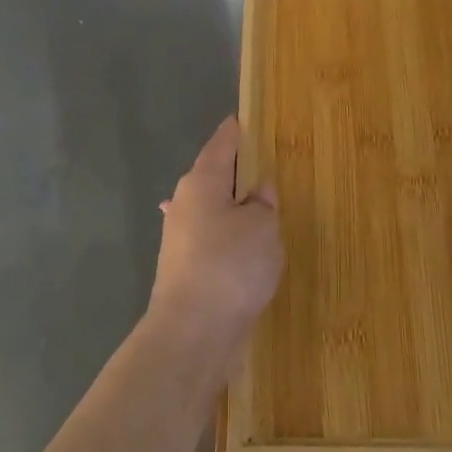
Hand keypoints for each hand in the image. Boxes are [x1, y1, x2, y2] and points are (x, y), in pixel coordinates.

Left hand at [145, 117, 283, 381]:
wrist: (192, 333)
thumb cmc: (230, 267)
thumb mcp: (261, 227)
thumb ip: (263, 204)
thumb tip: (258, 192)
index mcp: (201, 182)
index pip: (222, 144)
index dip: (238, 131)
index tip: (249, 119)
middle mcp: (185, 204)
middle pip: (215, 177)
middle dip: (239, 171)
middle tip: (269, 164)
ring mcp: (181, 238)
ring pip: (214, 210)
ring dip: (235, 208)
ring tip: (264, 205)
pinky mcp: (186, 269)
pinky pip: (215, 240)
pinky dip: (231, 237)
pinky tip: (245, 246)